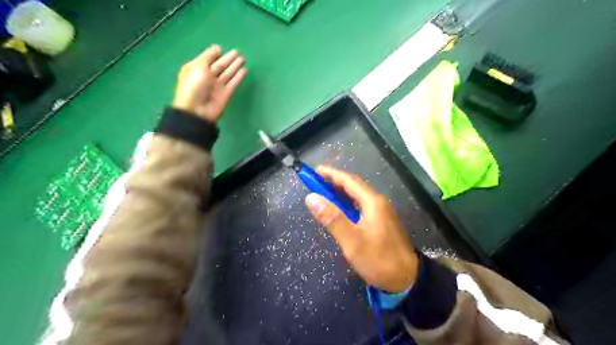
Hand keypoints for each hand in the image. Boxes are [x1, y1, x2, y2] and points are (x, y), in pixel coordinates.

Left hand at [171, 45, 246, 124]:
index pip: (207, 59)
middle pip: (219, 66)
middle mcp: (207, 77)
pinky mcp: (226, 94)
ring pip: (228, 74)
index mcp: (197, 69)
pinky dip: (239, 77)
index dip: (214, 54)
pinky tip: (245, 71)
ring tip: (243, 59)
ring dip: (235, 66)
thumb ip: (208, 56)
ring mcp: (217, 86)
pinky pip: (234, 84)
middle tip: (238, 52)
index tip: (221, 48)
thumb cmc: (194, 86)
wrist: (198, 110)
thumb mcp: (198, 67)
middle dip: (228, 59)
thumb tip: (217, 48)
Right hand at [304, 166, 418, 291]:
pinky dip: (348, 202)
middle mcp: (378, 202)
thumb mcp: (352, 241)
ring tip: (324, 192)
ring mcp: (382, 211)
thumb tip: (311, 197)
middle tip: (316, 181)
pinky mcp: (382, 221)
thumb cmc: (378, 260)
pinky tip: (341, 209)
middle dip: (335, 181)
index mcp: (373, 202)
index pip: (348, 181)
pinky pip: (362, 204)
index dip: (331, 174)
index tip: (315, 171)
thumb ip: (332, 218)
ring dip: (341, 191)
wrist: (407, 279)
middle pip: (354, 185)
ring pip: (358, 195)